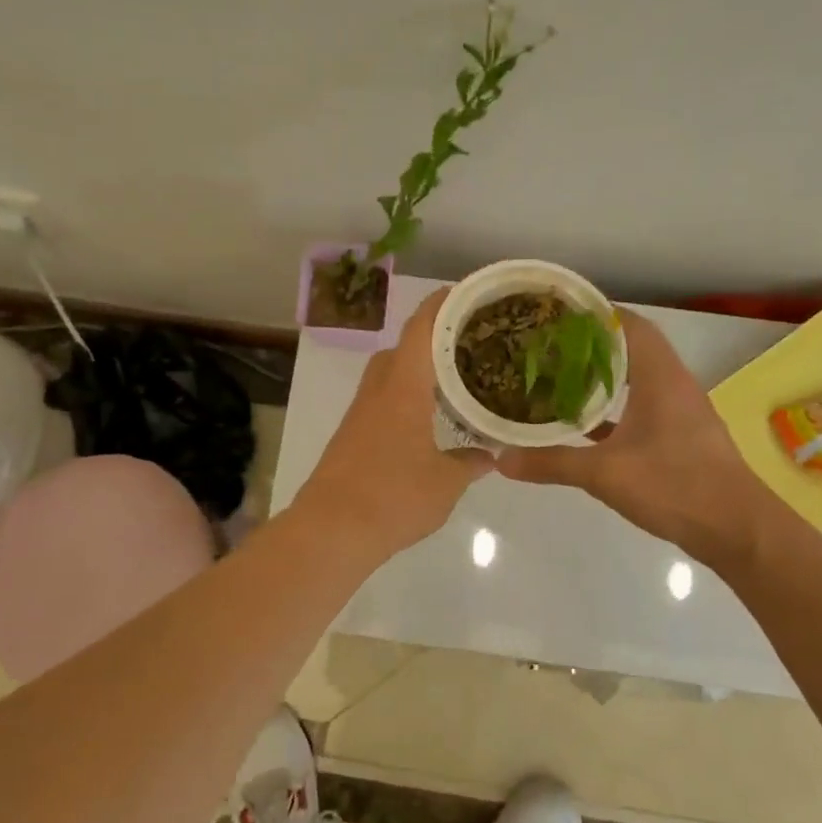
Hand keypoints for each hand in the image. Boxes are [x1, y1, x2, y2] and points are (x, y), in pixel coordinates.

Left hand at [295, 289, 494, 556]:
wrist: (331, 529)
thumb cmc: (393, 496)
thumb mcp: (446, 482)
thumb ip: (471, 462)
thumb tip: (490, 454)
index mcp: (403, 386)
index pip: (422, 328)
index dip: (442, 303)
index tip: (467, 293)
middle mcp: (378, 389)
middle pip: (404, 347)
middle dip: (434, 338)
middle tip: (470, 344)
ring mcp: (360, 412)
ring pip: (391, 373)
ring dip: (419, 369)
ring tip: (454, 380)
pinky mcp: (351, 434)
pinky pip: (383, 399)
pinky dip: (407, 395)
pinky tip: (428, 420)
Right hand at [499, 309, 771, 565]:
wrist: (738, 530)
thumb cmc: (675, 486)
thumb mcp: (604, 474)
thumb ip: (551, 463)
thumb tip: (500, 459)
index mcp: (660, 376)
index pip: (627, 324)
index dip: (592, 313)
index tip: (554, 313)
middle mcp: (672, 383)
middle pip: (630, 346)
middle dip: (589, 343)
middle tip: (546, 344)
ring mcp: (679, 410)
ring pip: (635, 378)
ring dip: (602, 374)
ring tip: (558, 375)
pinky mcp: (679, 436)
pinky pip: (641, 406)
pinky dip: (614, 406)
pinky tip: (583, 422)